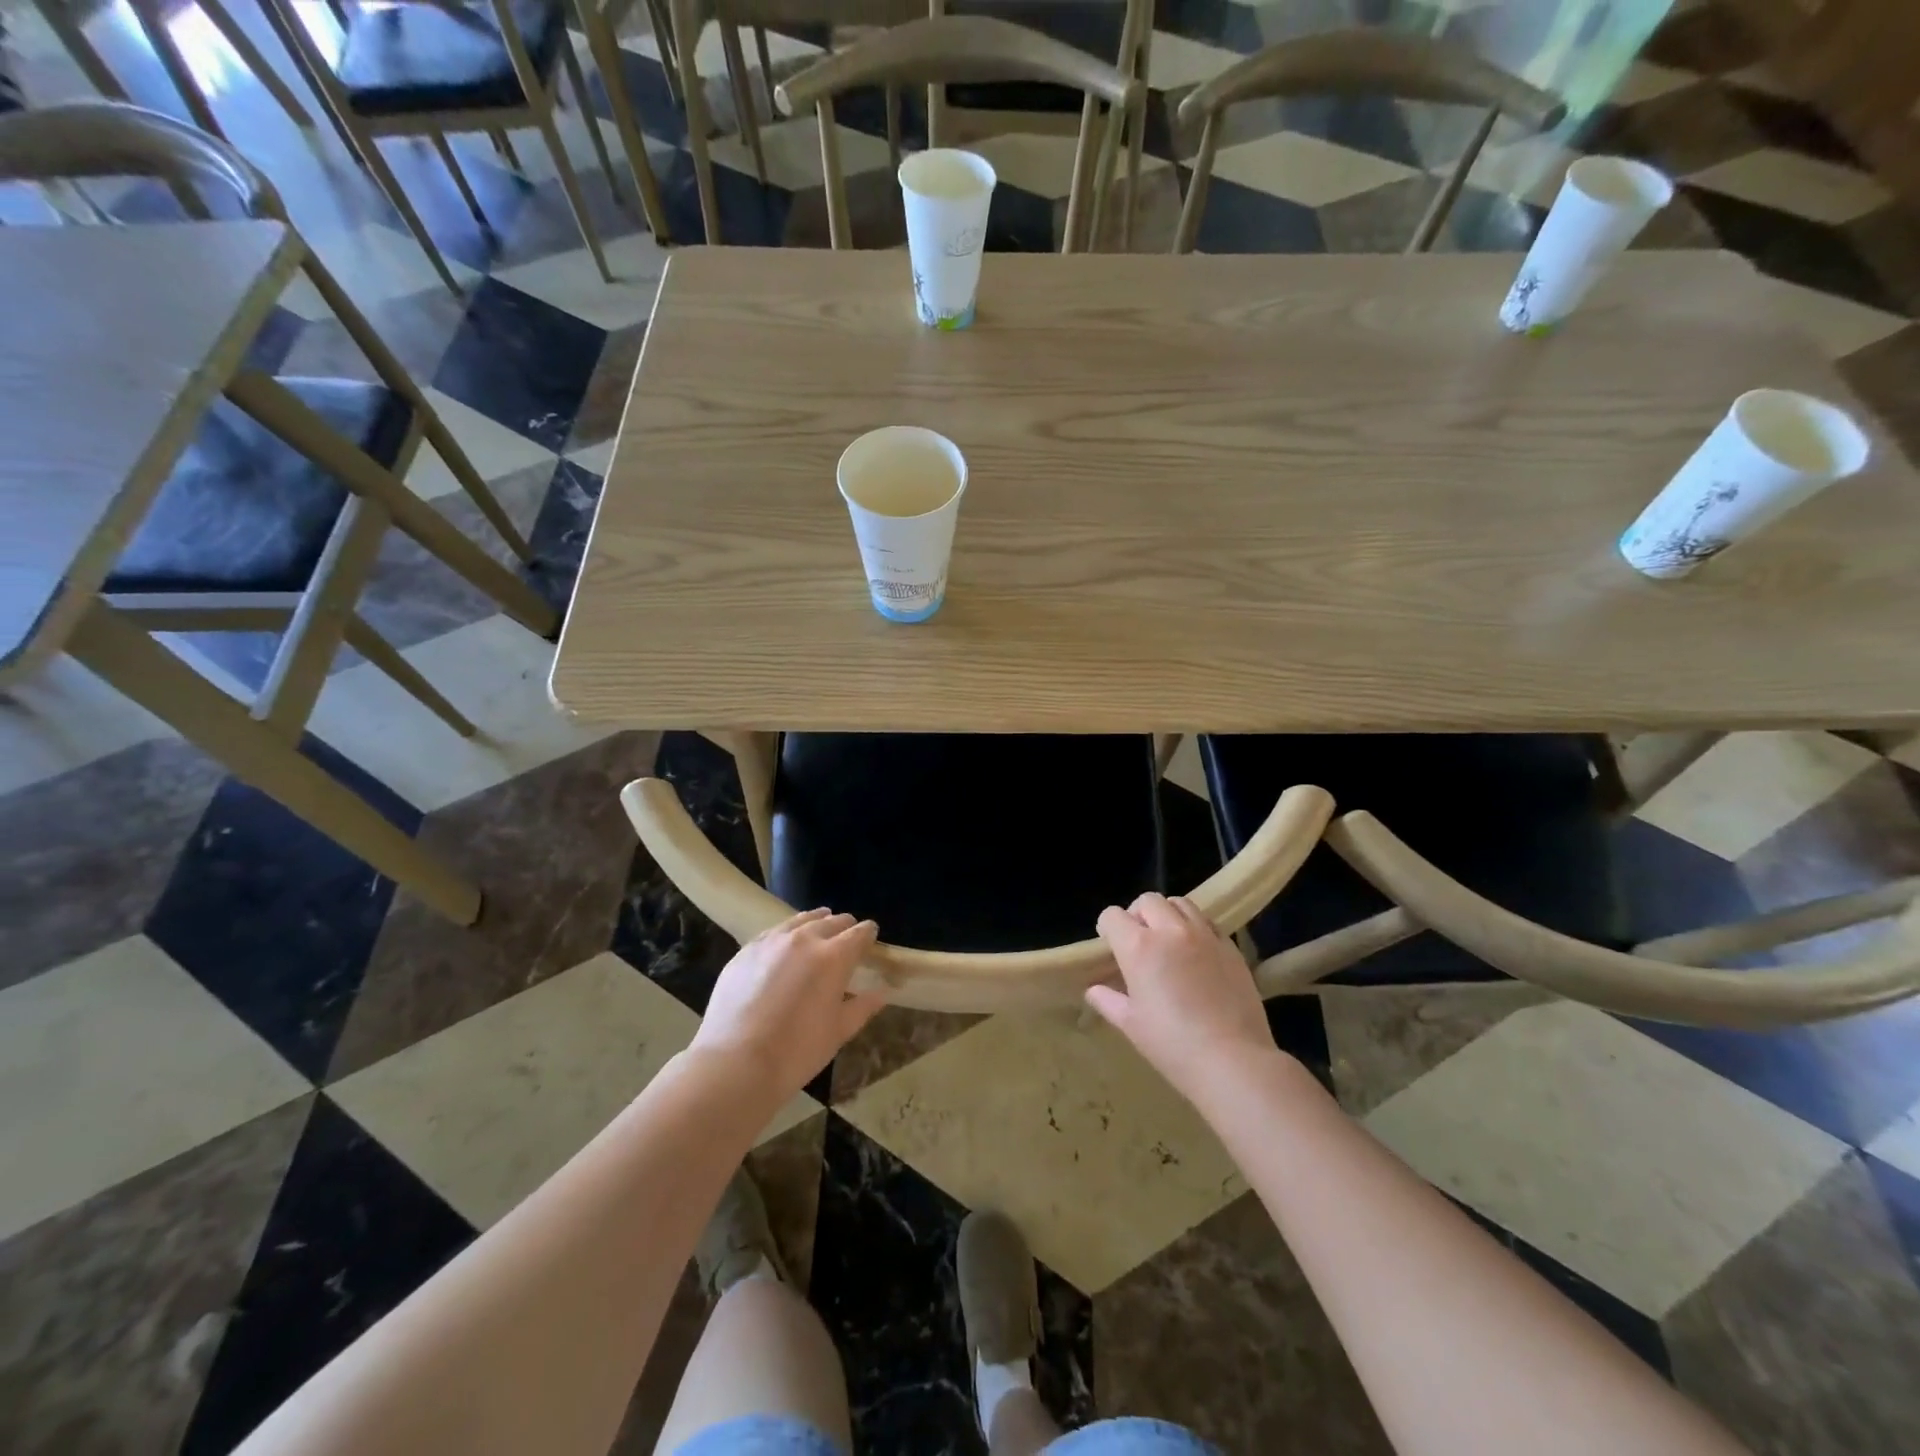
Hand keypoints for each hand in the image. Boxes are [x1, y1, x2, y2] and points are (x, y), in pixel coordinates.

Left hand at [690, 909, 886, 1101]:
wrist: (735, 1063)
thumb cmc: (796, 1051)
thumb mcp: (838, 1032)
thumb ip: (863, 1006)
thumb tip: (882, 993)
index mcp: (834, 956)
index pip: (859, 933)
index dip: (869, 934)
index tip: (870, 940)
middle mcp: (805, 939)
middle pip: (832, 921)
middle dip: (844, 927)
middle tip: (846, 940)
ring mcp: (771, 941)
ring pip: (800, 920)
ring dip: (815, 923)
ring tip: (818, 931)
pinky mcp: (745, 951)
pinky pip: (772, 933)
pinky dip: (786, 935)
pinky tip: (783, 948)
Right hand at [1086, 893, 1277, 1102]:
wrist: (1233, 1060)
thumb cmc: (1172, 1045)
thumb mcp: (1131, 1025)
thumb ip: (1108, 1001)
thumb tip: (1094, 990)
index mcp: (1139, 947)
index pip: (1113, 916)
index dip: (1107, 928)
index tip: (1110, 946)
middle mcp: (1170, 931)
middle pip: (1147, 900)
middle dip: (1137, 914)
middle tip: (1139, 940)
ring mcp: (1204, 936)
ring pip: (1180, 903)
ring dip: (1168, 914)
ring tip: (1169, 940)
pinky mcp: (1231, 947)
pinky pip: (1208, 923)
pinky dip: (1196, 929)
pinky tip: (1197, 954)